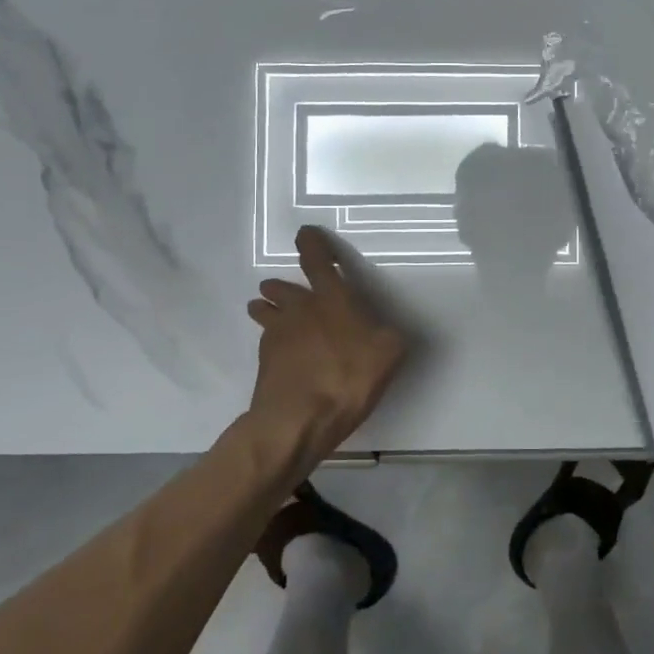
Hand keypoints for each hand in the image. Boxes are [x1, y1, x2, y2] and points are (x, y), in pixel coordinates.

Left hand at [246, 227, 407, 446]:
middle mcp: (299, 308)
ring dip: (267, 309)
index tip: (306, 233)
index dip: (312, 242)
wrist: (297, 419)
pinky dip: (272, 342)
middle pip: (280, 286)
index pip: (316, 258)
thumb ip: (388, 334)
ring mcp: (276, 334)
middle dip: (281, 285)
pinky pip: (266, 342)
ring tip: (270, 313)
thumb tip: (385, 331)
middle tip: (283, 289)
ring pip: (264, 311)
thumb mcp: (389, 353)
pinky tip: (282, 355)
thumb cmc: (348, 377)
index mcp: (331, 298)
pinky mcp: (264, 362)